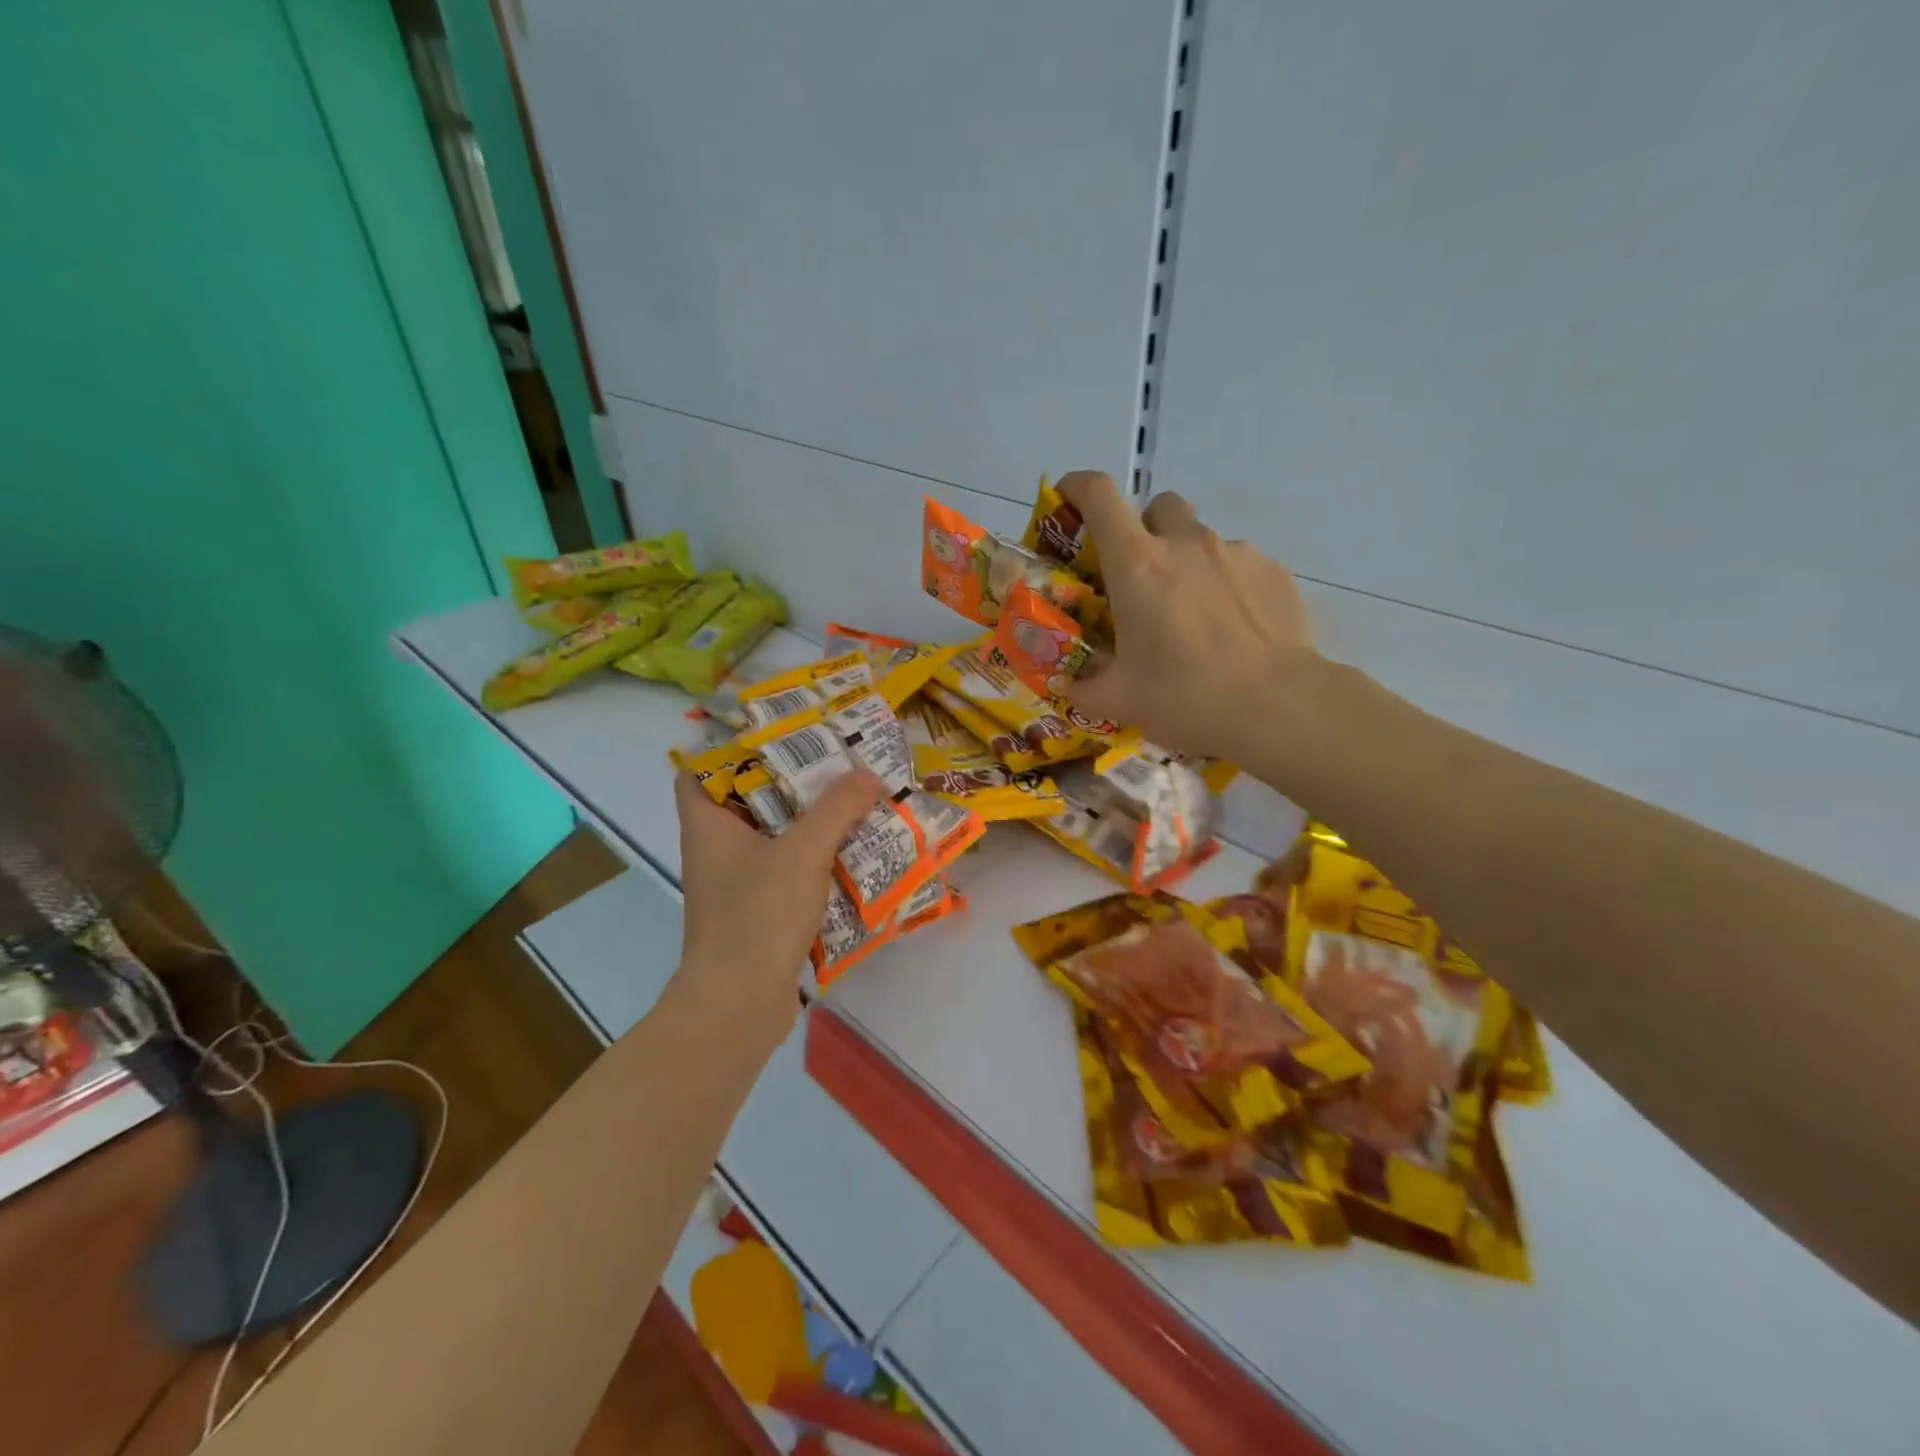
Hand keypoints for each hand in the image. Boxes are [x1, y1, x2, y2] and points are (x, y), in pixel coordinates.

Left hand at [670, 768, 885, 1037]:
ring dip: (807, 822)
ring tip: (849, 800)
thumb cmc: (757, 915)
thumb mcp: (802, 852)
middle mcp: (715, 850)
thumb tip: (868, 774)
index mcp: (708, 826)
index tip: (775, 738)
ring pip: (770, 838)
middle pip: (747, 802)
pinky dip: (812, 860)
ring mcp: (735, 884)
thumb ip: (837, 809)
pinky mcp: (756, 912)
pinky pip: (784, 872)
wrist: (739, 1005)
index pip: (698, 773)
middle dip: (789, 783)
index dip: (728, 751)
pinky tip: (850, 852)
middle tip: (831, 763)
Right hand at [1055, 471, 1316, 760]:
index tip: (1069, 501)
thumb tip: (1068, 687)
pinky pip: (1239, 564)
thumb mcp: (1120, 700)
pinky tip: (1233, 628)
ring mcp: (1235, 552)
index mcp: (1137, 565)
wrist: (1277, 707)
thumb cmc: (1185, 697)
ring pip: (1201, 539)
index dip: (1078, 487)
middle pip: (1157, 507)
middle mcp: (1185, 543)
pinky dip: (1226, 584)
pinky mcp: (1273, 570)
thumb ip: (1084, 688)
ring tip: (1194, 615)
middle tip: (1142, 579)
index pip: (1099, 495)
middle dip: (1144, 531)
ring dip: (1188, 562)